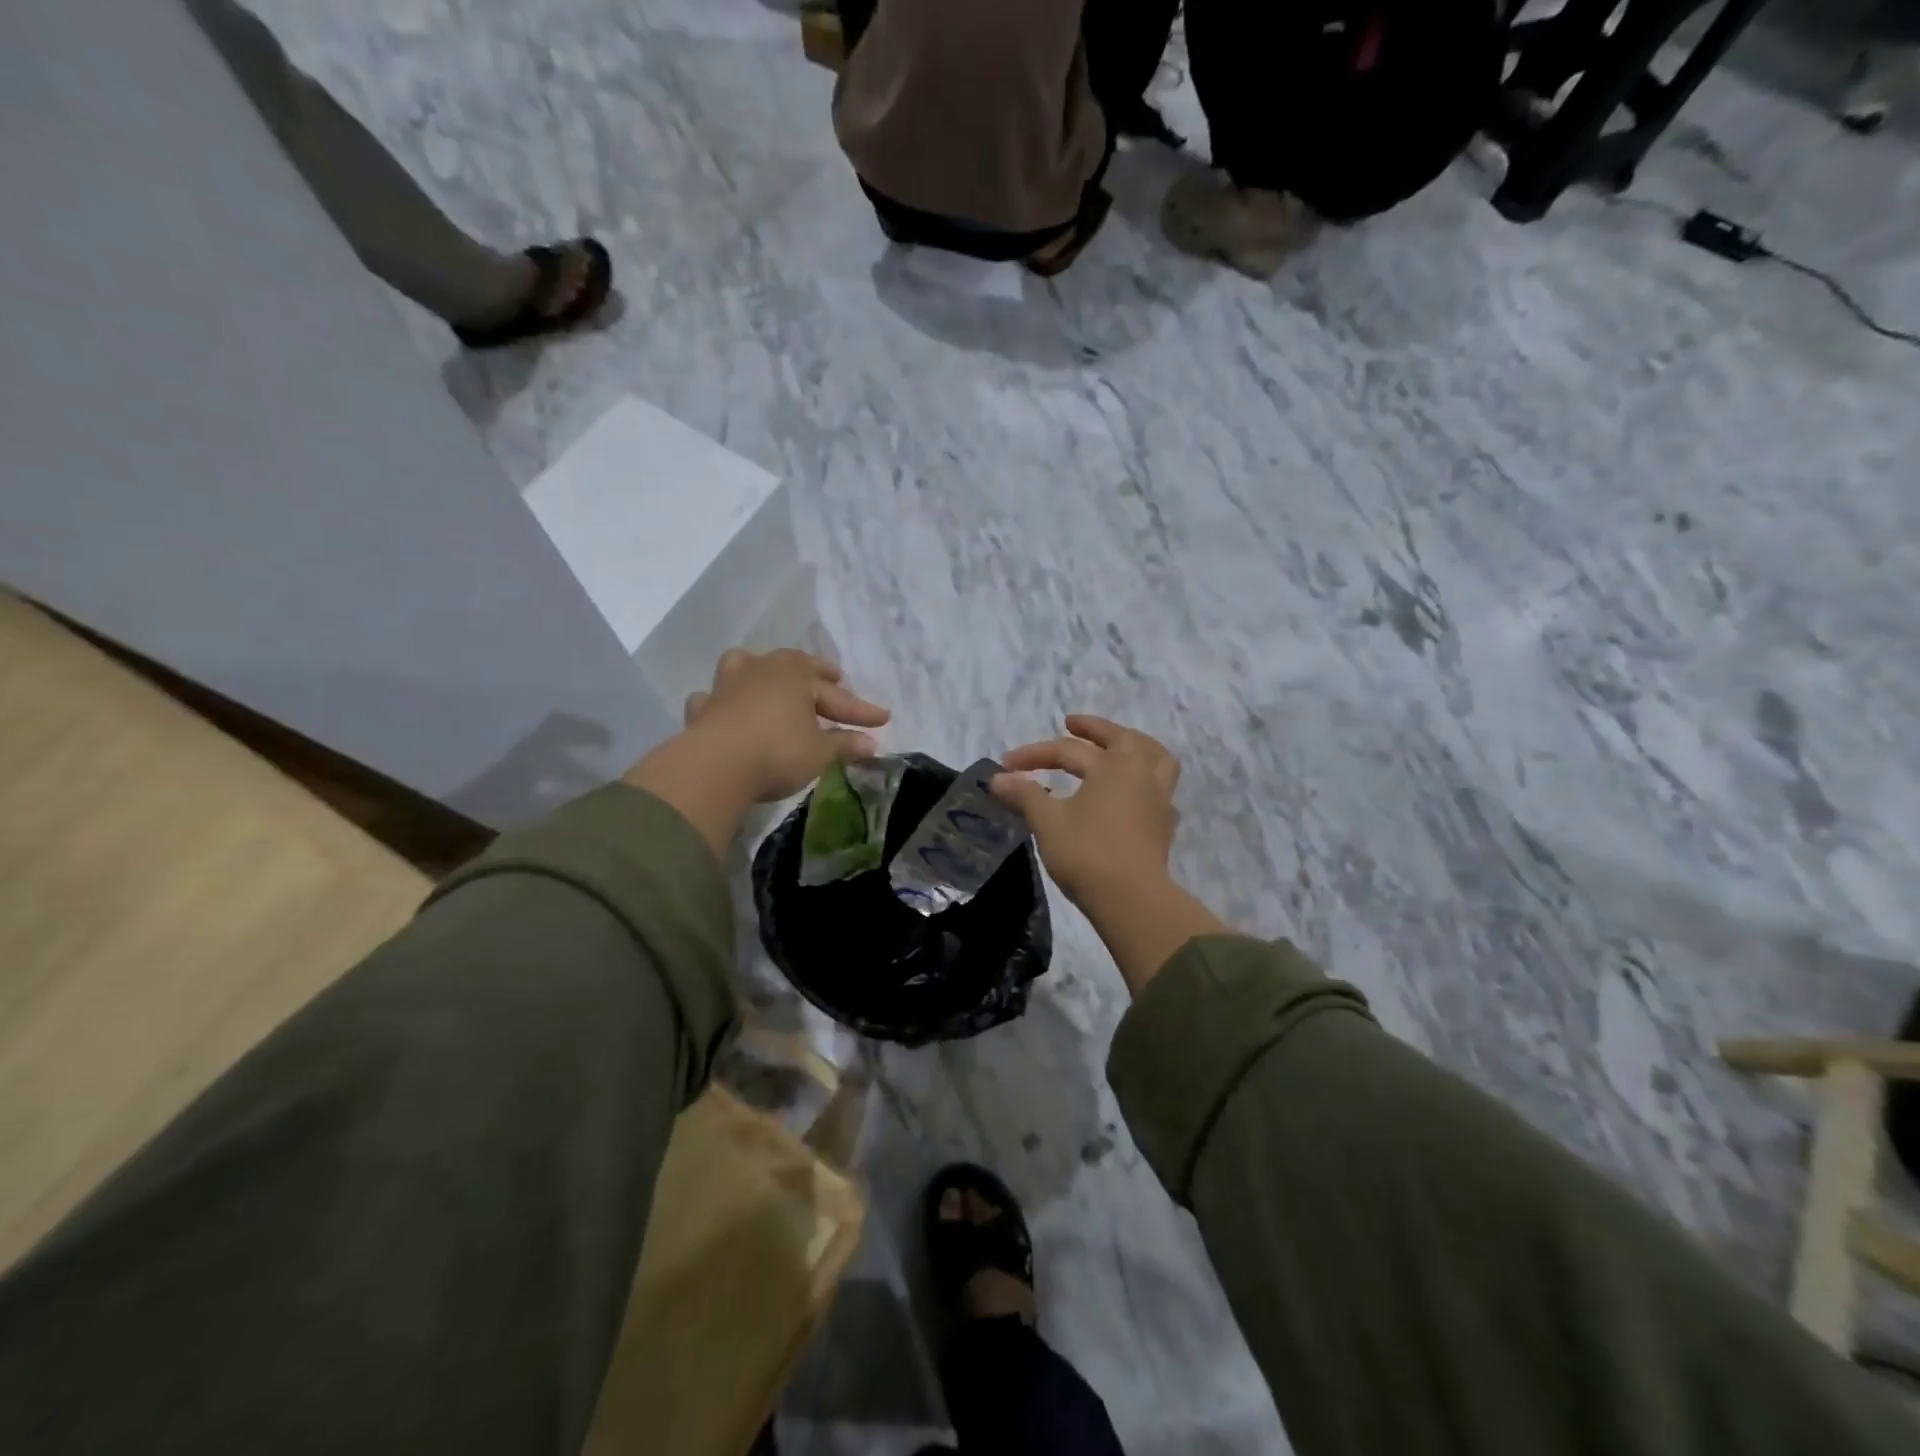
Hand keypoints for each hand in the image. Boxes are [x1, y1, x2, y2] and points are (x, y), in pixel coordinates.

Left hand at [680, 648, 889, 802]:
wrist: (714, 767)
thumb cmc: (778, 751)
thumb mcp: (820, 753)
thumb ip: (845, 745)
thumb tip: (871, 744)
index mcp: (796, 673)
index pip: (838, 694)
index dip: (861, 710)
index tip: (883, 719)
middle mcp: (762, 668)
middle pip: (796, 668)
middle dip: (818, 674)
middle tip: (835, 677)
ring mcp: (727, 685)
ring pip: (746, 666)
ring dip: (761, 671)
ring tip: (771, 679)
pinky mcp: (702, 708)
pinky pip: (715, 698)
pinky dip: (722, 702)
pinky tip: (727, 711)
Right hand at [992, 716, 1227, 995]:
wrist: (1132, 900)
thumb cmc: (1087, 852)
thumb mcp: (1047, 821)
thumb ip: (1024, 794)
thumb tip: (998, 779)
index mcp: (1115, 764)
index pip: (1068, 750)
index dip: (1034, 755)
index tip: (1006, 765)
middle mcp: (1142, 774)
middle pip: (1121, 740)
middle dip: (1094, 730)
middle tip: (1072, 725)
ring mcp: (1159, 799)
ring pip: (1155, 758)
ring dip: (1134, 746)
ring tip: (1117, 747)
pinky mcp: (1164, 826)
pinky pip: (1158, 789)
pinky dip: (1143, 780)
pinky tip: (1130, 793)